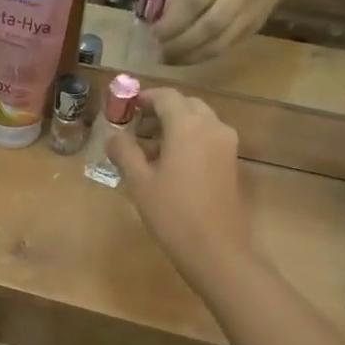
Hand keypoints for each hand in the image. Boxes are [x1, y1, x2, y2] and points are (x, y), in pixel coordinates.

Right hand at [109, 88, 254, 286]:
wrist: (216, 249)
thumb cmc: (172, 213)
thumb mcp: (139, 181)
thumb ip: (123, 151)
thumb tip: (113, 135)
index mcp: (187, 125)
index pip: (166, 96)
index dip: (144, 98)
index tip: (124, 109)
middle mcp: (212, 126)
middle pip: (185, 104)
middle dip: (160, 110)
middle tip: (135, 127)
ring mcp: (226, 144)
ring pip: (199, 120)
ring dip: (175, 124)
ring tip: (150, 147)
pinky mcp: (231, 162)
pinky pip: (208, 136)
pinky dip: (189, 138)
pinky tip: (171, 162)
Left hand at [154, 0, 305, 64]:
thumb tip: (155, 21)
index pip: (194, 1)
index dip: (171, 22)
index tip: (152, 34)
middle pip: (208, 26)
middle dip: (179, 44)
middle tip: (157, 53)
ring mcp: (252, 13)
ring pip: (219, 43)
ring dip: (189, 56)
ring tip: (168, 60)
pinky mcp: (254, 29)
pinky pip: (225, 49)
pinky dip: (202, 57)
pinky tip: (185, 59)